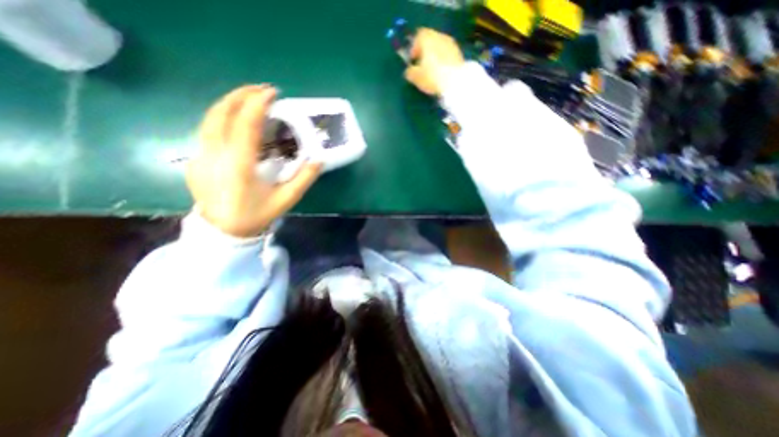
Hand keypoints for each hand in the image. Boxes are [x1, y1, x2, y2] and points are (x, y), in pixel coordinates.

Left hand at [185, 83, 321, 237]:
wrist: (223, 232)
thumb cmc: (256, 215)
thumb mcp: (286, 199)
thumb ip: (304, 179)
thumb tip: (319, 160)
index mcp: (239, 164)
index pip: (245, 124)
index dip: (258, 104)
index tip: (272, 93)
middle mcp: (214, 155)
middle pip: (220, 113)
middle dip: (241, 95)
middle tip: (261, 91)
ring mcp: (200, 156)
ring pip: (209, 119)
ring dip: (229, 104)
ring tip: (249, 100)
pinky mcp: (195, 159)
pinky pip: (207, 132)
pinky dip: (222, 120)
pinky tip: (236, 124)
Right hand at [404, 28, 464, 95]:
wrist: (454, 82)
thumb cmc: (431, 76)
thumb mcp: (416, 77)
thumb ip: (410, 72)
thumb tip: (409, 71)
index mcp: (427, 38)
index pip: (418, 36)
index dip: (414, 47)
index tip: (412, 59)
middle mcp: (440, 36)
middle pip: (430, 40)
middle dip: (425, 51)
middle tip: (421, 64)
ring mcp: (451, 44)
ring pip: (439, 47)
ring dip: (435, 55)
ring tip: (432, 70)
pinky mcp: (459, 53)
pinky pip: (447, 54)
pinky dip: (443, 60)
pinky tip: (441, 72)